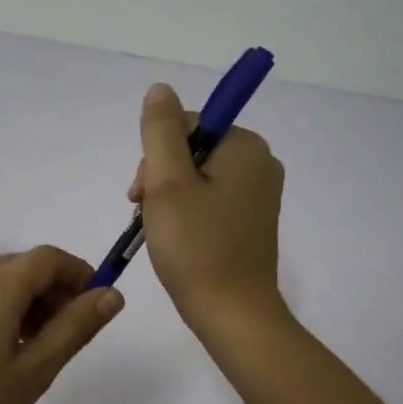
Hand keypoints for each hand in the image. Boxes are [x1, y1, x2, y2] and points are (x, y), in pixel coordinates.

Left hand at [0, 246, 123, 403]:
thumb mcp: (35, 371)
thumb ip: (75, 327)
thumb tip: (112, 295)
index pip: (47, 258)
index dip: (79, 273)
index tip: (98, 304)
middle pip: (23, 266)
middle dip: (55, 289)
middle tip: (73, 332)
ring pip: (0, 280)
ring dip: (30, 300)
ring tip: (43, 346)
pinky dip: (3, 308)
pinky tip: (10, 347)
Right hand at [127, 82, 286, 336]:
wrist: (232, 315)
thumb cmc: (196, 247)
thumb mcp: (168, 183)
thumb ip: (161, 130)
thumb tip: (160, 89)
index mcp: (245, 146)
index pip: (185, 126)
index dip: (155, 156)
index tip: (142, 195)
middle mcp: (260, 163)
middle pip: (191, 150)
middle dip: (160, 178)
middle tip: (146, 215)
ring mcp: (258, 194)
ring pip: (196, 176)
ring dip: (169, 198)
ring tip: (159, 231)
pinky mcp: (251, 220)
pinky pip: (210, 199)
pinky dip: (187, 213)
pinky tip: (176, 238)